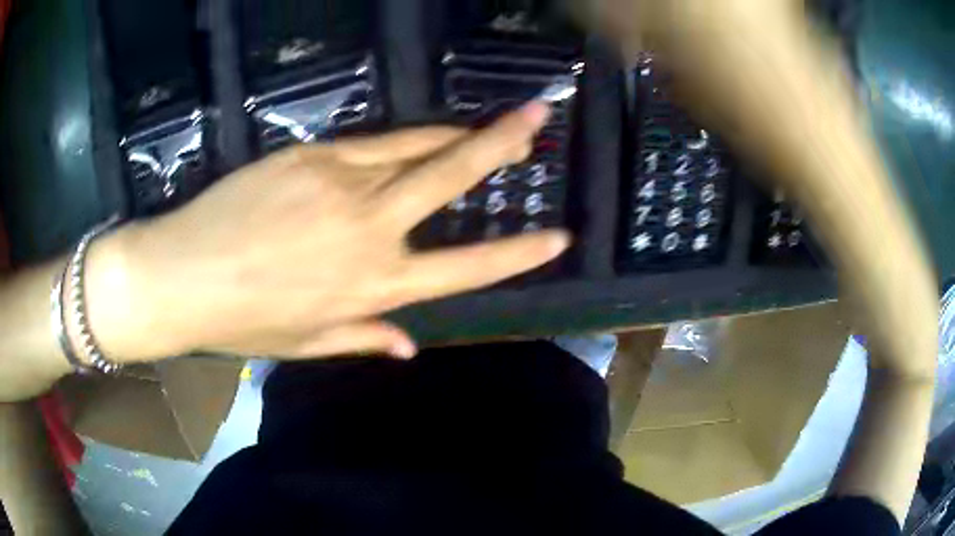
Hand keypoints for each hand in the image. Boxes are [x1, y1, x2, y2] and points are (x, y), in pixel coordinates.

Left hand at [84, 102, 569, 361]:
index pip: (467, 267)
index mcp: (375, 285)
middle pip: (450, 174)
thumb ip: (363, 338)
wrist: (183, 273)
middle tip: (537, 116)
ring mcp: (341, 181)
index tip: (558, 235)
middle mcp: (371, 227)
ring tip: (487, 122)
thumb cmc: (244, 319)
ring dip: (453, 133)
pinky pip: (367, 143)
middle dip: (500, 143)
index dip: (518, 252)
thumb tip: (408, 347)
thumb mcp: (307, 342)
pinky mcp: (311, 155)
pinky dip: (396, 142)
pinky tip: (410, 140)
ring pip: (413, 147)